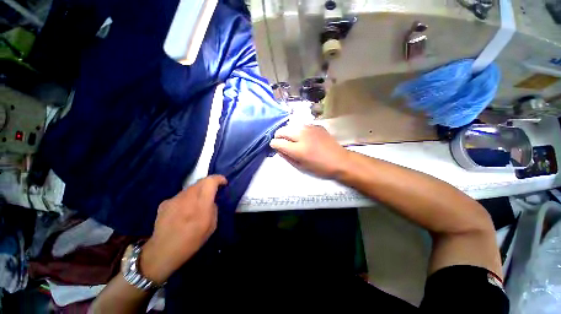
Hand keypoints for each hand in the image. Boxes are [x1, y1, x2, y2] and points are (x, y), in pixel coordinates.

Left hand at [140, 175, 226, 284]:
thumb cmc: (192, 241)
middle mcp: (187, 198)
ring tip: (197, 204)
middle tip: (212, 192)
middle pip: (201, 181)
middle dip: (209, 183)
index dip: (218, 178)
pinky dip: (186, 199)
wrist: (162, 252)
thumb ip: (213, 208)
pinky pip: (180, 196)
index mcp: (201, 205)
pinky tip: (183, 211)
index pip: (210, 182)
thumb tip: (211, 200)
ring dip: (198, 191)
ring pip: (190, 188)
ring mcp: (174, 199)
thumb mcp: (212, 226)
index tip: (223, 182)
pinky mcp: (164, 203)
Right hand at [270, 125, 348, 178]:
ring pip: (291, 126)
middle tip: (282, 142)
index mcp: (298, 149)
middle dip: (278, 136)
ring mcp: (310, 128)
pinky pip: (301, 125)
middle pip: (282, 130)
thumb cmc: (320, 167)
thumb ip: (286, 157)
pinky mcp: (316, 125)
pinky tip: (303, 136)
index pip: (278, 142)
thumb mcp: (301, 166)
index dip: (274, 144)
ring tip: (292, 139)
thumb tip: (278, 149)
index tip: (275, 146)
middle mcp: (302, 135)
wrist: (340, 160)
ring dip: (288, 132)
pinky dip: (298, 130)